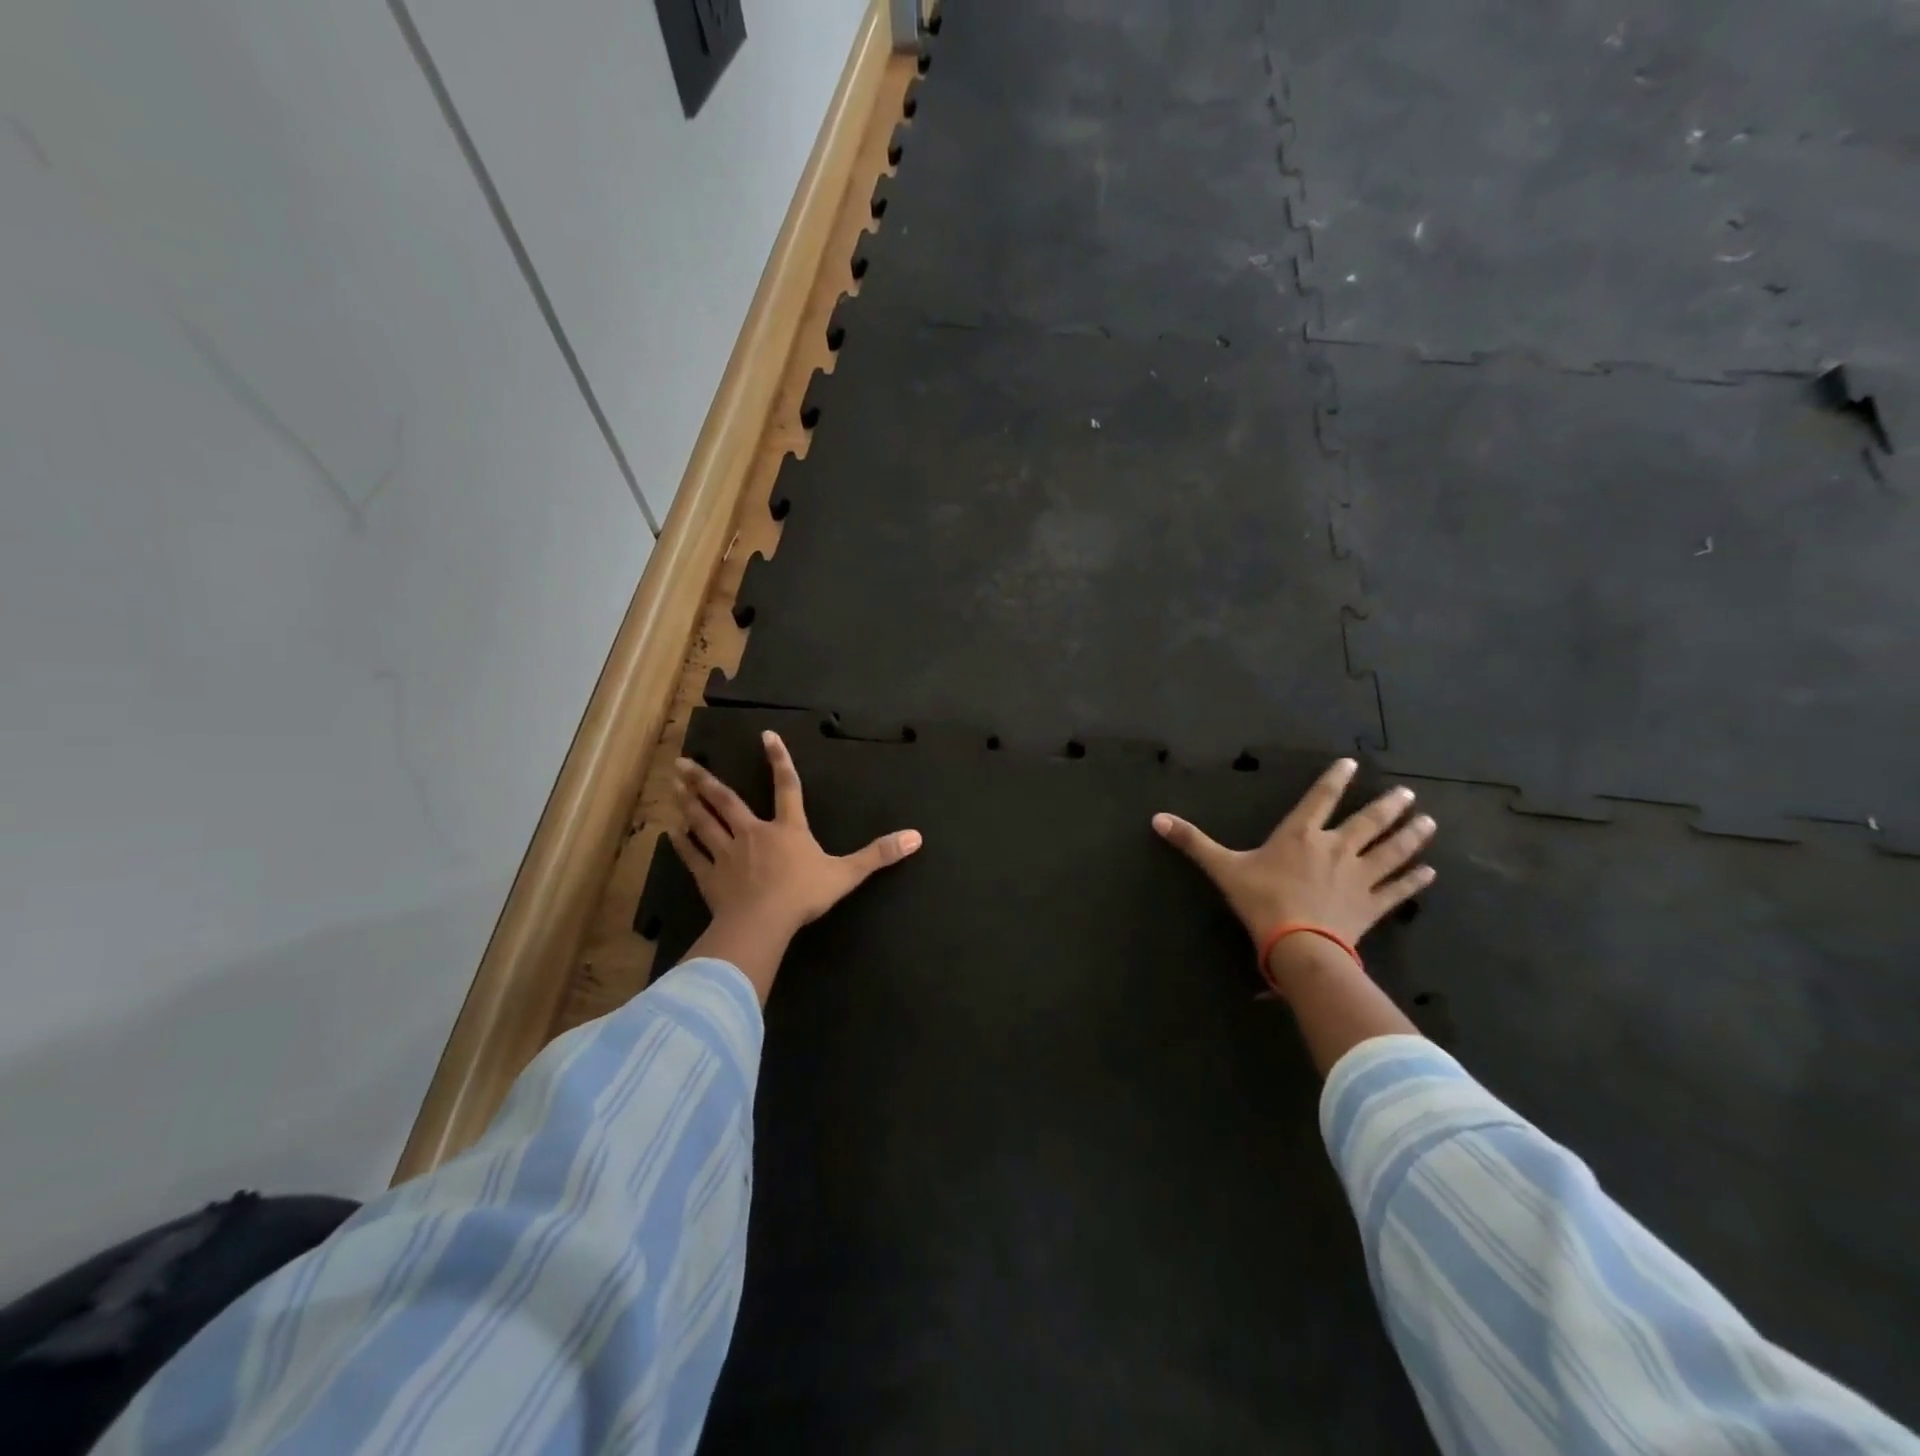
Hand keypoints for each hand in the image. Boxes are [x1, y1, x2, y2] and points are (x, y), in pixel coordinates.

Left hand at [669, 732, 921, 999]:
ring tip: (673, 784)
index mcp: (787, 829)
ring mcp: (728, 854)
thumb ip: (878, 854)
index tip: (766, 735)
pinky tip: (670, 833)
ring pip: (703, 822)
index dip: (778, 760)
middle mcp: (754, 833)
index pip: (786, 787)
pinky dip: (681, 844)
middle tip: (682, 761)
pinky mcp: (710, 877)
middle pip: (726, 800)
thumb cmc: (804, 895)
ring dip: (688, 803)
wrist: (763, 923)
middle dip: (705, 780)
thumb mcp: (847, 874)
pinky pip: (693, 857)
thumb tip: (916, 837)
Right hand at [1152, 758, 1434, 970]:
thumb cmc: (1261, 901)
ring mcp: (1358, 877)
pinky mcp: (1371, 905)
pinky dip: (1414, 881)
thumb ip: (1193, 842)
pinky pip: (1398, 890)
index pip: (1320, 799)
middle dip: (1388, 806)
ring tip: (1428, 821)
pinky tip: (1429, 872)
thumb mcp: (1222, 868)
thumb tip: (1156, 819)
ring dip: (1410, 836)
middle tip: (1408, 794)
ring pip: (1391, 851)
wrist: (1298, 944)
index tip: (1352, 763)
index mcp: (1300, 835)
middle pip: (1367, 822)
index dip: (1335, 780)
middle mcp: (1335, 848)